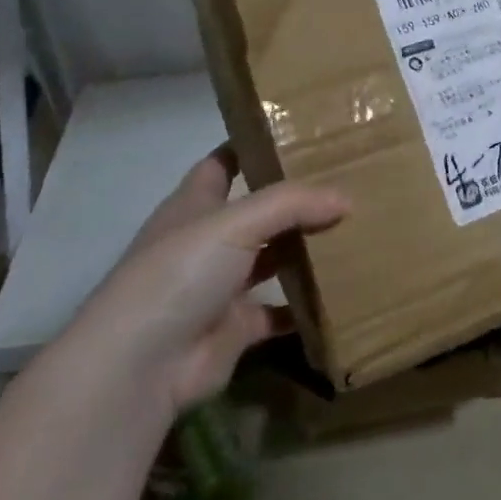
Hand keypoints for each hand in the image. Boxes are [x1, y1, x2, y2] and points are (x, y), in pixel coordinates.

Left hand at [66, 147, 347, 416]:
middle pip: (258, 212)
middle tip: (349, 184)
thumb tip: (346, 198)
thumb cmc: (179, 274)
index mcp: (195, 205)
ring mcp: (222, 285)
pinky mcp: (238, 326)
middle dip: (296, 201)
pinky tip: (346, 292)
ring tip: (357, 232)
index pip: (223, 164)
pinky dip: (308, 306)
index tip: (298, 134)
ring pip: (273, 259)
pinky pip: (282, 311)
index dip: (254, 148)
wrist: (142, 364)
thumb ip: (291, 204)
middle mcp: (208, 241)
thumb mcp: (234, 223)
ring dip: (306, 250)